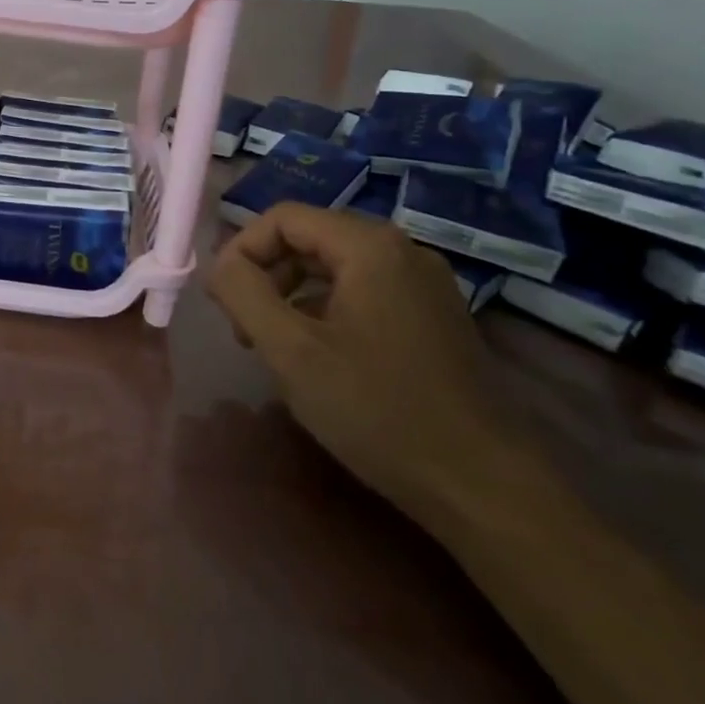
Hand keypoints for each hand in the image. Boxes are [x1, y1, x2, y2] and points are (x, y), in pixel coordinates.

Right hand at [207, 204, 520, 523]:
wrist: (483, 486)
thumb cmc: (377, 410)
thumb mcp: (292, 351)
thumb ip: (244, 293)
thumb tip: (221, 264)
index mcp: (369, 246)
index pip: (283, 217)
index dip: (241, 250)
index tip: (221, 300)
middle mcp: (402, 250)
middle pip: (310, 238)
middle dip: (265, 275)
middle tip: (243, 328)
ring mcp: (424, 284)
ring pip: (335, 267)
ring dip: (291, 294)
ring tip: (274, 346)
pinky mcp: (434, 316)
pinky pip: (363, 292)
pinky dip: (326, 310)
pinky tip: (318, 358)